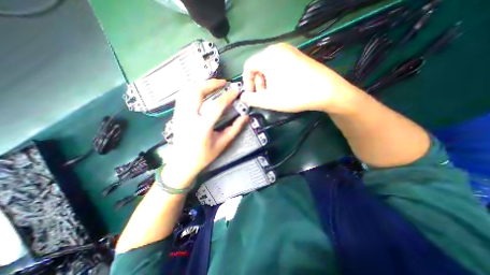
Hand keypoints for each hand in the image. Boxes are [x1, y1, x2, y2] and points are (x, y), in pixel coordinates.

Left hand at [164, 78, 248, 187]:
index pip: (216, 106)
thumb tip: (245, 117)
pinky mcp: (176, 115)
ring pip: (187, 91)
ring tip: (213, 85)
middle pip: (197, 92)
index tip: (236, 91)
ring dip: (201, 84)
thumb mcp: (222, 144)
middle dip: (211, 83)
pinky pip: (183, 96)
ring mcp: (180, 115)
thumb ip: (234, 129)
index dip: (227, 96)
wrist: (182, 163)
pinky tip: (201, 92)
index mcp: (202, 127)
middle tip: (223, 83)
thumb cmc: (203, 156)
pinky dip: (193, 90)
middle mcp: (188, 118)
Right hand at [239, 42, 361, 111]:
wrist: (326, 91)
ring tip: (273, 93)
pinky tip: (283, 87)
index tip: (252, 95)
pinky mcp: (297, 56)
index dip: (246, 82)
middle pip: (258, 66)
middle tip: (263, 95)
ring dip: (266, 81)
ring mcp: (289, 51)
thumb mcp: (268, 100)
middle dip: (257, 82)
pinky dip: (276, 76)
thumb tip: (242, 97)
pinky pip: (279, 65)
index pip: (248, 66)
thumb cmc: (293, 95)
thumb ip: (251, 99)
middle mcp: (277, 49)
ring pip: (269, 66)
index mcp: (267, 56)